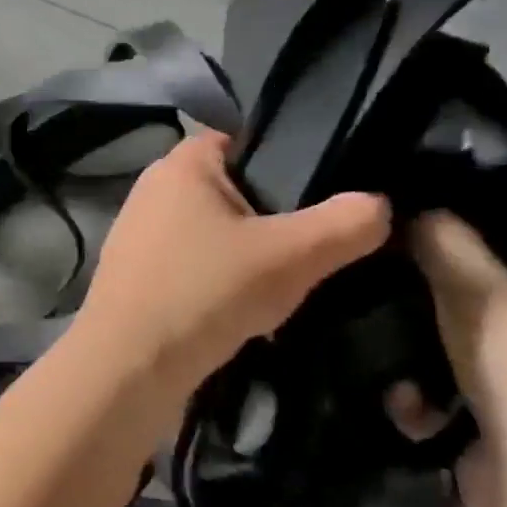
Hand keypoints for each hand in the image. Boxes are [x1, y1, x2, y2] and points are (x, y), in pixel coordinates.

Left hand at [76, 132, 390, 400]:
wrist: (128, 366)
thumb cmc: (204, 292)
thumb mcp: (291, 256)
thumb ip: (344, 225)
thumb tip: (379, 204)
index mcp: (180, 164)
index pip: (242, 139)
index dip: (287, 159)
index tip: (327, 190)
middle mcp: (152, 190)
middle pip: (231, 189)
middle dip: (272, 215)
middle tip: (315, 245)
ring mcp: (137, 234)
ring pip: (211, 232)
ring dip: (246, 255)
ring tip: (286, 283)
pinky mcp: (134, 274)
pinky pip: (191, 265)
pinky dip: (218, 280)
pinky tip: (244, 310)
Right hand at [404, 212, 506, 506]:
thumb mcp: (478, 288)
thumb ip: (447, 244)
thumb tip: (416, 207)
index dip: (462, 252)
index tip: (407, 246)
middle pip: (470, 312)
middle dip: (423, 312)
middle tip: (377, 299)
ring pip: (445, 360)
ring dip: (411, 364)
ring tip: (385, 363)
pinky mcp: (489, 434)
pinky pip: (437, 405)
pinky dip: (417, 405)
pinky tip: (405, 406)